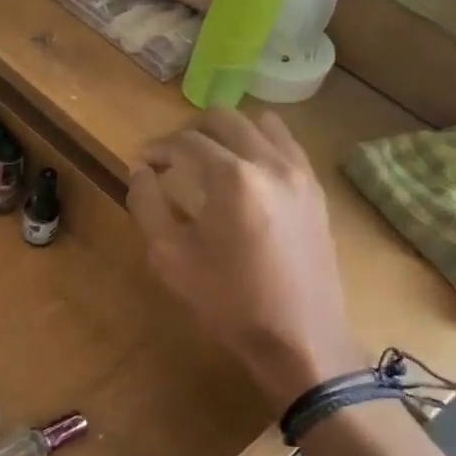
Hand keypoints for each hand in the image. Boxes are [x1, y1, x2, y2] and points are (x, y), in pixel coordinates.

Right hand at [129, 110, 364, 408]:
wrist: (299, 336)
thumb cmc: (228, 301)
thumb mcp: (170, 257)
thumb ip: (147, 205)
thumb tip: (140, 171)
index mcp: (232, 178)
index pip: (186, 142)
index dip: (156, 148)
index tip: (140, 163)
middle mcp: (270, 163)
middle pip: (224, 120)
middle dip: (189, 131)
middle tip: (168, 157)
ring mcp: (300, 173)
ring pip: (260, 124)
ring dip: (226, 132)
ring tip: (206, 158)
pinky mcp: (315, 190)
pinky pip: (286, 145)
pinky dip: (258, 144)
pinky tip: (243, 171)